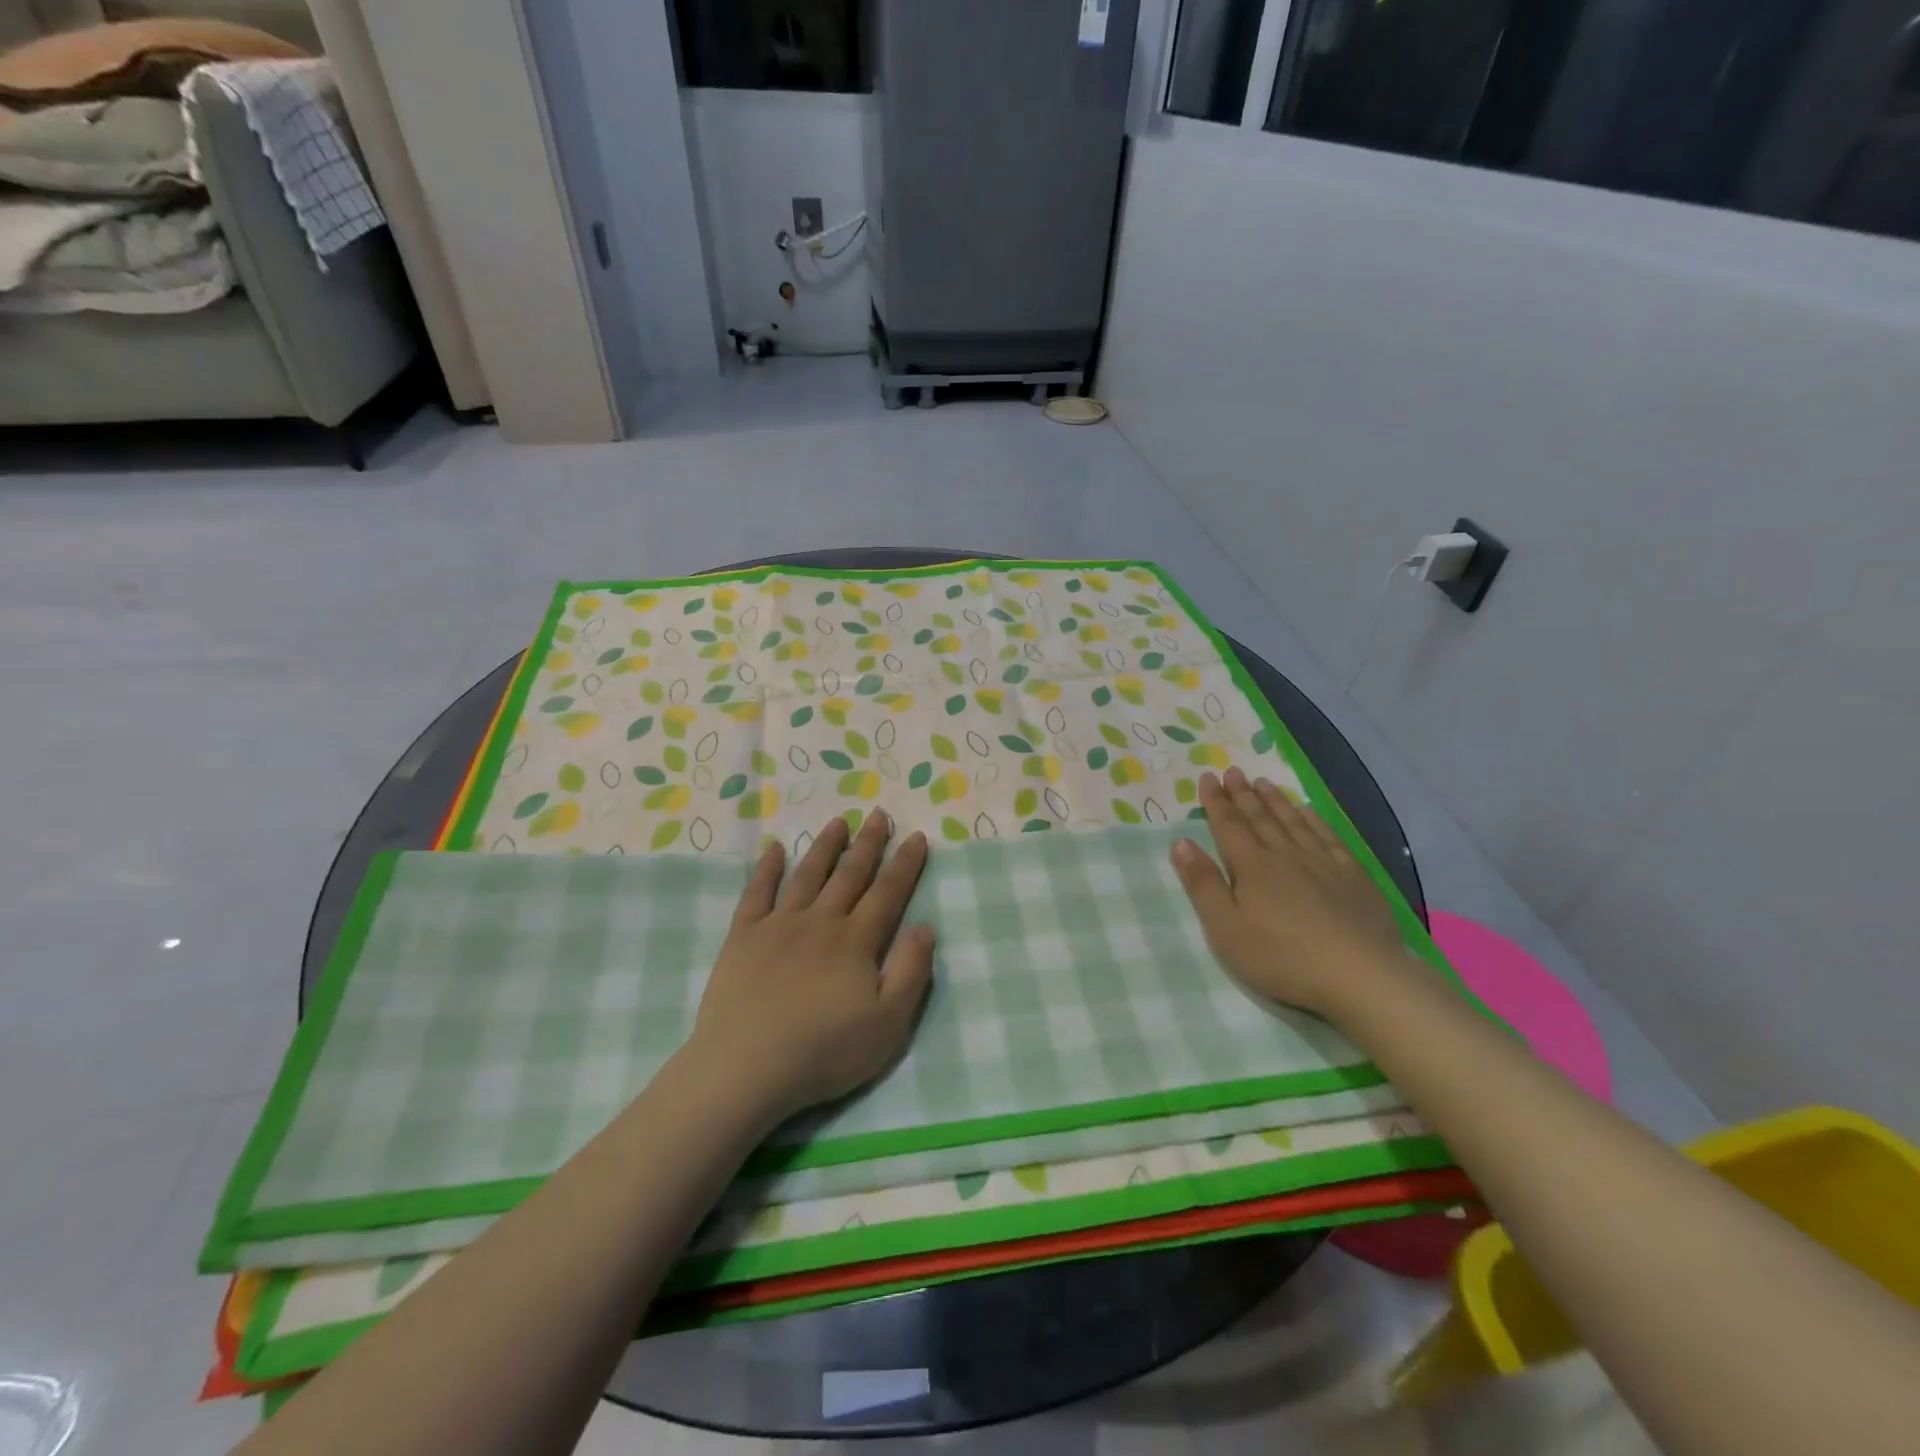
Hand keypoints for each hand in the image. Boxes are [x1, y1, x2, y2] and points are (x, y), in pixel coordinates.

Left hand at [687, 812, 934, 1122]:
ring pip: (808, 875)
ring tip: (839, 822)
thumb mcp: (888, 1024)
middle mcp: (821, 921)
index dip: (905, 863)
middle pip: (850, 874)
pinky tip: (774, 849)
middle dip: (868, 843)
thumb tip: (924, 926)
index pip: (888, 892)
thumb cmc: (825, 1051)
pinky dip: (767, 869)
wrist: (746, 1069)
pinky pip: (757, 893)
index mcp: (856, 941)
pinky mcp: (743, 937)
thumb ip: (911, 972)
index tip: (916, 836)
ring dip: (825, 847)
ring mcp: (779, 925)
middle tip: (879, 813)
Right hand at [1170, 767, 1409, 1019]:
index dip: (1216, 801)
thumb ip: (1202, 884)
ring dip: (1276, 801)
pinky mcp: (1353, 877)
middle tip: (1233, 771)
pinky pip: (1328, 837)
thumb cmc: (1282, 956)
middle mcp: (1285, 855)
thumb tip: (1181, 842)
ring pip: (1293, 822)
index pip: (1228, 825)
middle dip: (1243, 794)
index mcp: (1252, 866)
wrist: (1360, 975)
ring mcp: (1323, 863)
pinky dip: (1315, 820)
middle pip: (1260, 818)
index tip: (1208, 778)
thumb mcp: (1226, 928)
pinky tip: (1309, 811)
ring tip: (1264, 783)